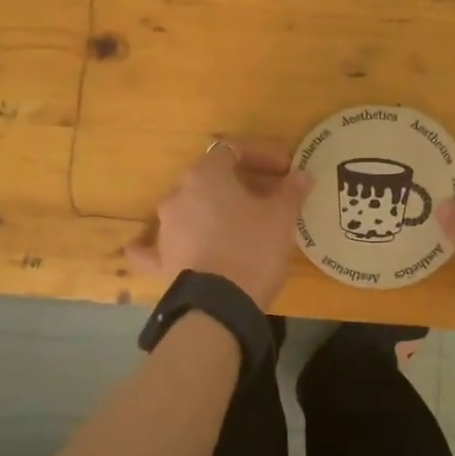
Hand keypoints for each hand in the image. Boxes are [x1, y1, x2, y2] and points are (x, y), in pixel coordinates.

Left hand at [128, 140, 311, 309]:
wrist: (221, 305)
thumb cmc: (253, 248)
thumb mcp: (281, 217)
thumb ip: (291, 190)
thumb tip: (302, 175)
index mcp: (205, 176)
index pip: (233, 151)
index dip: (261, 156)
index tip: (285, 171)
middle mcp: (178, 195)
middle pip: (211, 178)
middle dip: (241, 183)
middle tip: (271, 196)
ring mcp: (164, 229)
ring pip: (189, 208)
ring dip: (214, 209)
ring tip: (241, 223)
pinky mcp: (160, 261)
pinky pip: (152, 247)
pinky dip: (158, 243)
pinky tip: (155, 245)